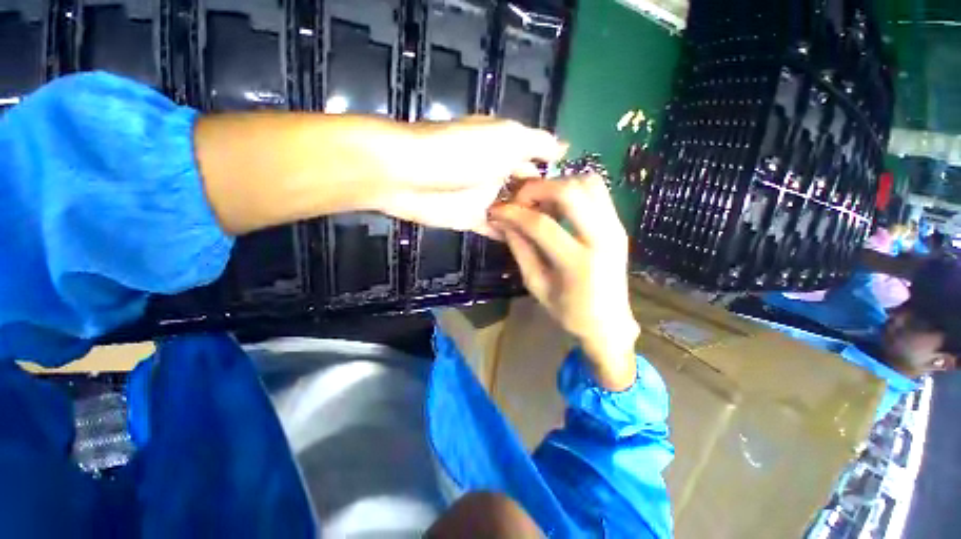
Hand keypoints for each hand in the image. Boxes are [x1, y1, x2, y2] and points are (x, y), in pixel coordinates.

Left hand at [373, 116, 566, 235]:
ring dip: (529, 223)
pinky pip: (496, 228)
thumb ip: (536, 143)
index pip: (537, 164)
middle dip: (544, 206)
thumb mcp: (506, 137)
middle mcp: (497, 173)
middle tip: (568, 227)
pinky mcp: (470, 219)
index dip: (555, 179)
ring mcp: (484, 198)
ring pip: (513, 212)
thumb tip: (565, 147)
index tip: (575, 201)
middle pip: (526, 191)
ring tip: (554, 240)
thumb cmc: (462, 152)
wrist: (411, 175)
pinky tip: (529, 246)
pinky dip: (510, 235)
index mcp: (505, 149)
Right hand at [488, 175, 638, 390]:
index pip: (542, 225)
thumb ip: (520, 250)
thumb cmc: (569, 313)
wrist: (609, 322)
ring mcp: (616, 228)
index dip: (514, 213)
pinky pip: (596, 191)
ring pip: (588, 183)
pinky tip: (556, 205)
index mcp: (579, 264)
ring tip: (538, 202)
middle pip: (570, 192)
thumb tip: (503, 222)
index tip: (495, 210)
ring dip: (556, 185)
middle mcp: (603, 238)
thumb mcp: (537, 285)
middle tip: (517, 200)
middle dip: (536, 188)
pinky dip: (572, 189)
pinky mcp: (618, 224)